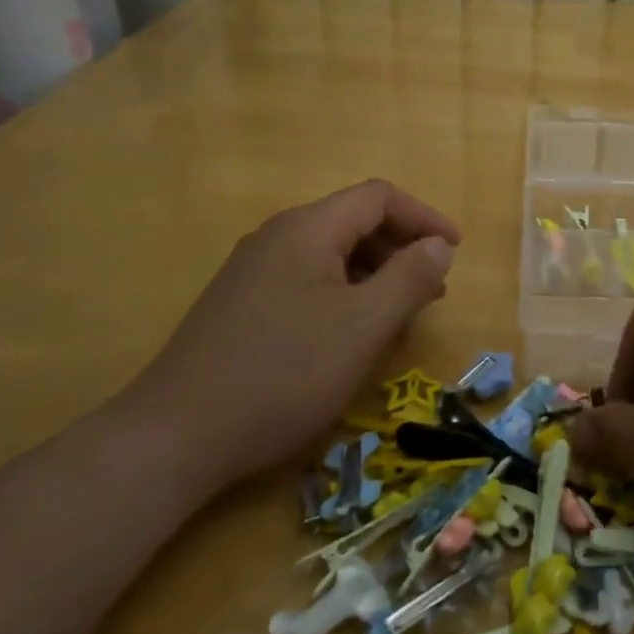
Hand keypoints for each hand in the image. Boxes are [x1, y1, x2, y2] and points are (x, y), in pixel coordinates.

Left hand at [109, 180, 459, 497]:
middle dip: (402, 251)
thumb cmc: (285, 373)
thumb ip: (410, 277)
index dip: (424, 217)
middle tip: (433, 293)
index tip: (456, 252)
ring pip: (331, 257)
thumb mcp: (364, 325)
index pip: (379, 197)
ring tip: (399, 321)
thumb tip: (439, 245)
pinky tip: (350, 340)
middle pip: (354, 223)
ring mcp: (253, 272)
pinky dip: (344, 298)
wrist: (177, 436)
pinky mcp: (240, 306)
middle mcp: (277, 238)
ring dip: (375, 278)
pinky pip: (307, 284)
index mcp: (307, 230)